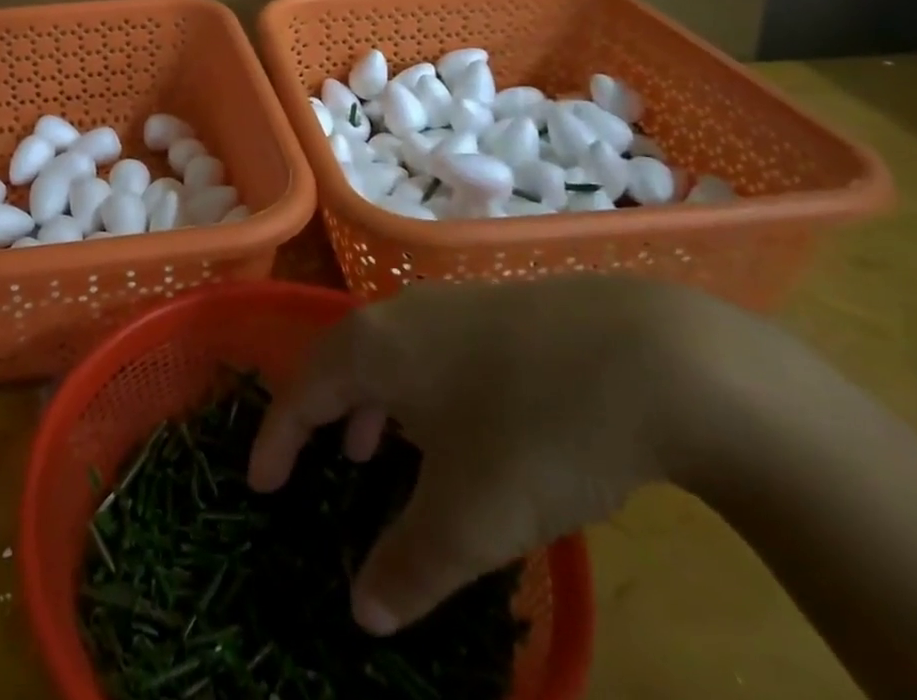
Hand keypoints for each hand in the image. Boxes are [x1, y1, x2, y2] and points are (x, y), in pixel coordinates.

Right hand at [248, 277, 745, 635]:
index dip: (277, 439)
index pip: (303, 389)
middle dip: (326, 417)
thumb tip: (364, 612)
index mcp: (374, 346)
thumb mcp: (470, 518)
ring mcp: (455, 303)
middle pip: (343, 360)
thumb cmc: (536, 430)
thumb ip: (408, 567)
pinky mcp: (502, 308)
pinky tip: (459, 425)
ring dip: (375, 404)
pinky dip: (420, 391)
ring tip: (381, 453)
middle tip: (323, 468)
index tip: (261, 484)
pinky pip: (433, 350)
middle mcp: (403, 312)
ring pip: (391, 353)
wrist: (655, 357)